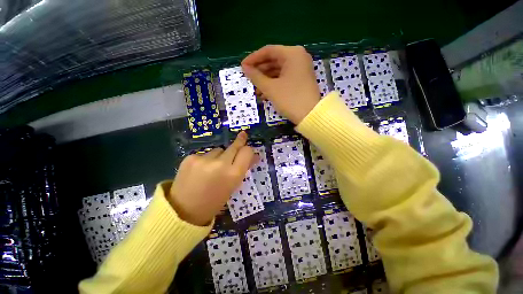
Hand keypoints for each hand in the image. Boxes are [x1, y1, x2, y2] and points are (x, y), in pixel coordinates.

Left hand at [168, 132, 256, 225]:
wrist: (183, 211)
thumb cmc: (214, 201)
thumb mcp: (233, 186)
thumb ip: (243, 169)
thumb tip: (255, 156)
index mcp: (234, 175)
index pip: (247, 152)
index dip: (248, 150)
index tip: (247, 148)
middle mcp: (221, 164)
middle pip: (234, 146)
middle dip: (239, 143)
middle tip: (242, 136)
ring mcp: (204, 159)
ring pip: (219, 150)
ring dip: (220, 155)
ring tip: (212, 168)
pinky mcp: (190, 157)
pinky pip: (205, 153)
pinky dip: (206, 159)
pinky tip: (200, 170)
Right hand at [241, 45, 320, 123]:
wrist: (310, 116)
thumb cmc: (290, 99)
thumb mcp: (270, 88)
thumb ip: (256, 76)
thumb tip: (244, 68)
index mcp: (292, 54)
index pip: (268, 51)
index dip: (253, 59)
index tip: (242, 67)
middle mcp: (298, 58)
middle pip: (274, 60)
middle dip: (260, 71)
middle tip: (249, 79)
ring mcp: (301, 69)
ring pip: (278, 71)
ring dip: (266, 80)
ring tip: (256, 90)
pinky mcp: (301, 80)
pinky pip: (284, 78)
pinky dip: (274, 84)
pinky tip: (265, 93)